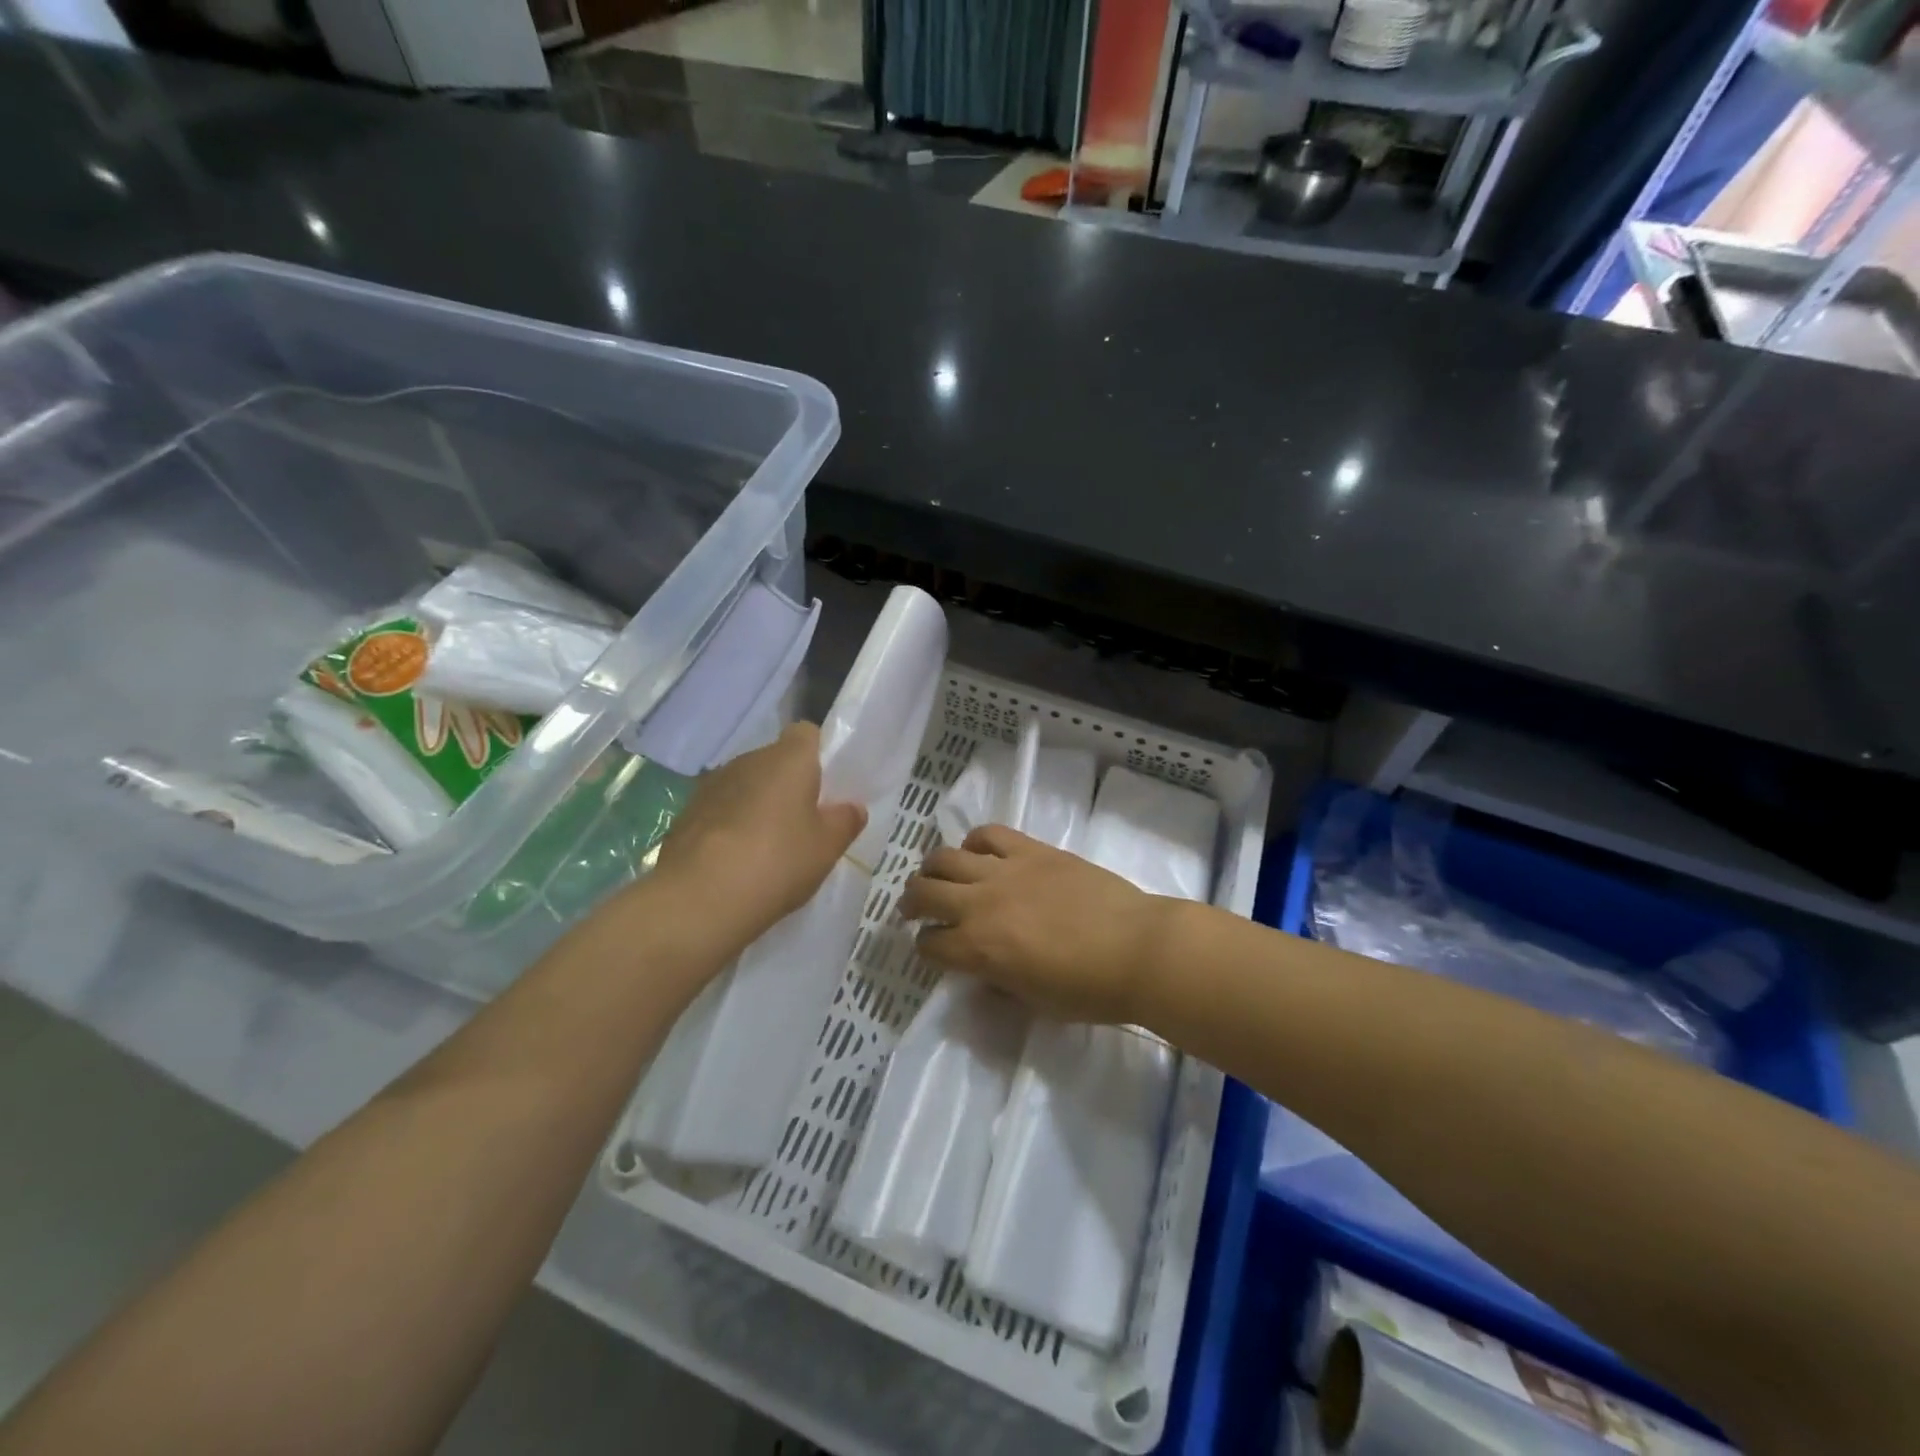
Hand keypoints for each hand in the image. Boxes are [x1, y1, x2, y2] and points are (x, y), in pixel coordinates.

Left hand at [650, 723, 865, 953]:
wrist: (699, 898)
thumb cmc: (777, 861)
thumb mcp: (827, 847)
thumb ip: (845, 821)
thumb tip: (853, 807)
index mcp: (788, 758)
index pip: (807, 734)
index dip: (819, 754)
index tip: (828, 786)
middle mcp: (748, 760)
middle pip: (776, 761)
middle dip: (790, 785)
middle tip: (805, 824)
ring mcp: (712, 784)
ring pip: (747, 786)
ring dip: (758, 806)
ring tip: (769, 847)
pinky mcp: (687, 813)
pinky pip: (721, 810)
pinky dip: (731, 827)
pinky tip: (738, 862)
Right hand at [901, 825, 1171, 1023]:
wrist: (1137, 949)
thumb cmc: (1088, 989)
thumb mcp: (1033, 1002)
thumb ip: (998, 983)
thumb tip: (982, 971)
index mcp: (977, 950)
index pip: (929, 944)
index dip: (926, 949)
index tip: (933, 949)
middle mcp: (979, 905)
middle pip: (923, 892)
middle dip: (911, 902)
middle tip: (914, 908)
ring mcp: (1004, 871)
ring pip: (945, 857)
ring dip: (932, 868)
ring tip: (936, 875)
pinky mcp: (1030, 849)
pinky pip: (988, 834)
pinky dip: (975, 841)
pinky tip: (977, 852)